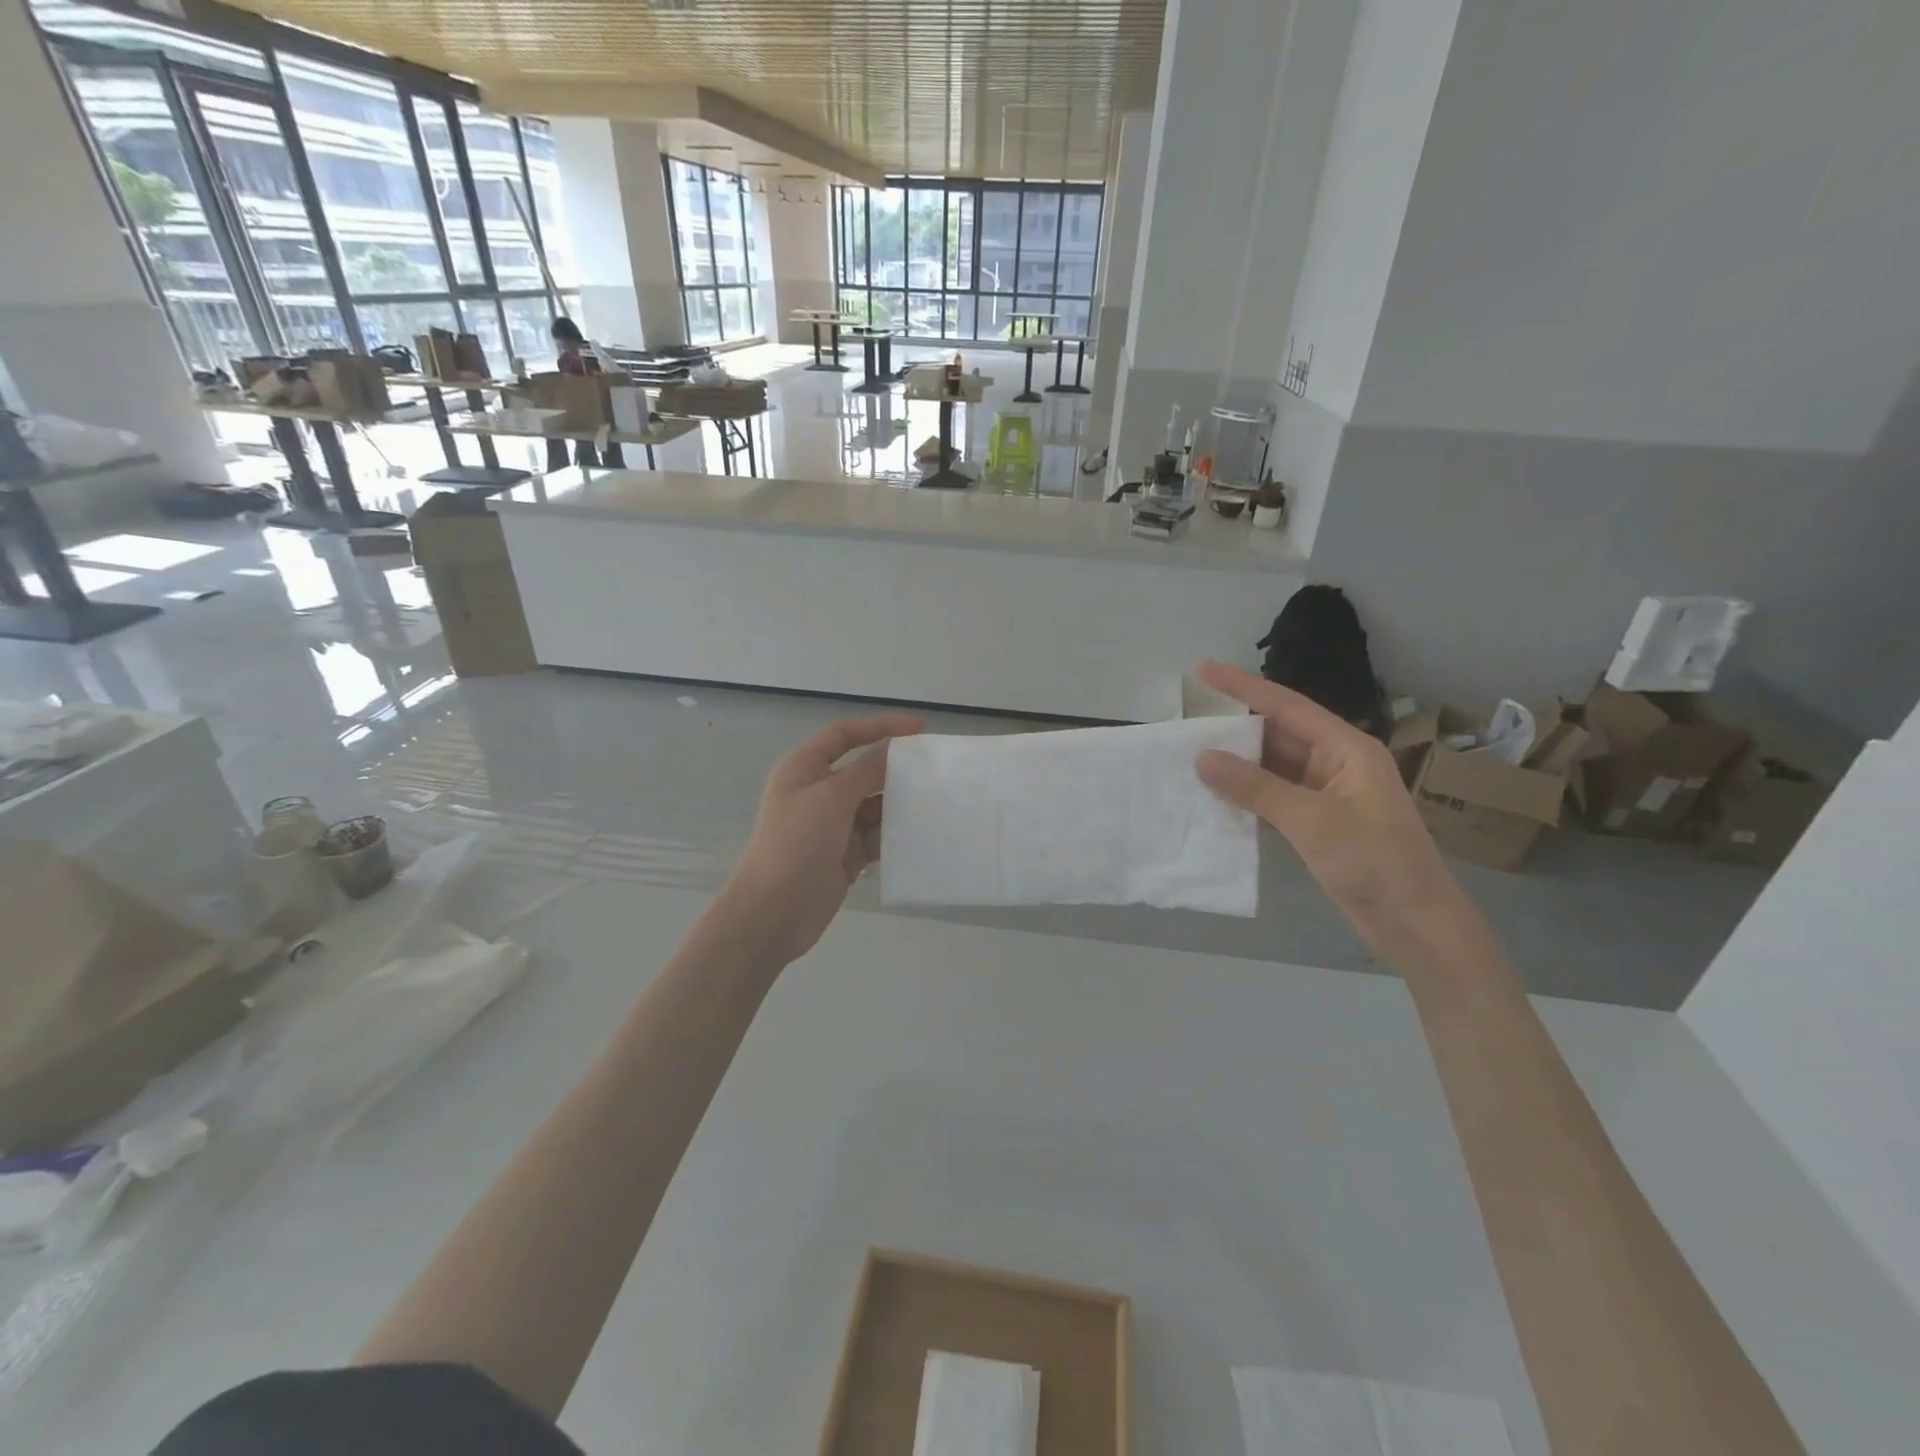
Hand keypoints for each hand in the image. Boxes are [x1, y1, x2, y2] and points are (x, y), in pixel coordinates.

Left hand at [715, 714, 922, 965]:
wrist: (774, 912)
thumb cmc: (796, 843)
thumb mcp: (832, 797)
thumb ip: (866, 770)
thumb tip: (893, 748)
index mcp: (804, 768)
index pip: (844, 735)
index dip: (880, 727)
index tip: (918, 730)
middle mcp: (818, 792)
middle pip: (863, 769)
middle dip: (894, 769)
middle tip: (934, 770)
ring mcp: (833, 825)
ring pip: (873, 804)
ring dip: (899, 803)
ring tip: (935, 801)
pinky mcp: (846, 854)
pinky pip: (877, 836)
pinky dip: (895, 834)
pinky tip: (921, 833)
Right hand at [1192, 660, 1465, 953]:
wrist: (1414, 924)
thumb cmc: (1374, 862)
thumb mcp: (1311, 821)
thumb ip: (1255, 787)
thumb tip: (1203, 757)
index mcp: (1347, 748)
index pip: (1287, 706)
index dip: (1244, 686)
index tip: (1203, 669)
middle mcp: (1335, 763)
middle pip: (1277, 734)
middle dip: (1234, 728)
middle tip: (1188, 721)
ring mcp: (1325, 794)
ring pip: (1271, 767)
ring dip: (1236, 764)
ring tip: (1190, 755)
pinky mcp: (1316, 823)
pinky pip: (1272, 796)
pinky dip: (1245, 795)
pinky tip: (1214, 795)